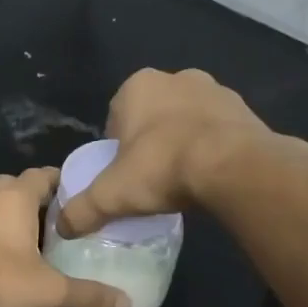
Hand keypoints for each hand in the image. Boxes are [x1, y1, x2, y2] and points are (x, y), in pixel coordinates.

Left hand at [0, 168, 130, 306]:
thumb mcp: (48, 291)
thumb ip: (88, 295)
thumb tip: (127, 305)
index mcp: (14, 197)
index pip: (43, 175)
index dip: (60, 183)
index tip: (74, 200)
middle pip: (13, 186)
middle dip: (31, 200)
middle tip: (50, 225)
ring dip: (1, 216)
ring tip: (18, 242)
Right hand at [57, 68, 307, 237]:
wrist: (234, 167)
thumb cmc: (162, 168)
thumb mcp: (110, 196)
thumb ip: (81, 211)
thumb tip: (61, 228)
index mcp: (138, 86)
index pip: (116, 116)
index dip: (116, 147)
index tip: (123, 174)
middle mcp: (176, 78)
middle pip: (153, 116)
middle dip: (150, 141)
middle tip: (151, 178)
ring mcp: (216, 90)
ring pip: (187, 120)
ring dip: (183, 142)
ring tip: (182, 180)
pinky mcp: (246, 109)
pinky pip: (219, 131)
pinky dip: (212, 148)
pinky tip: (210, 177)